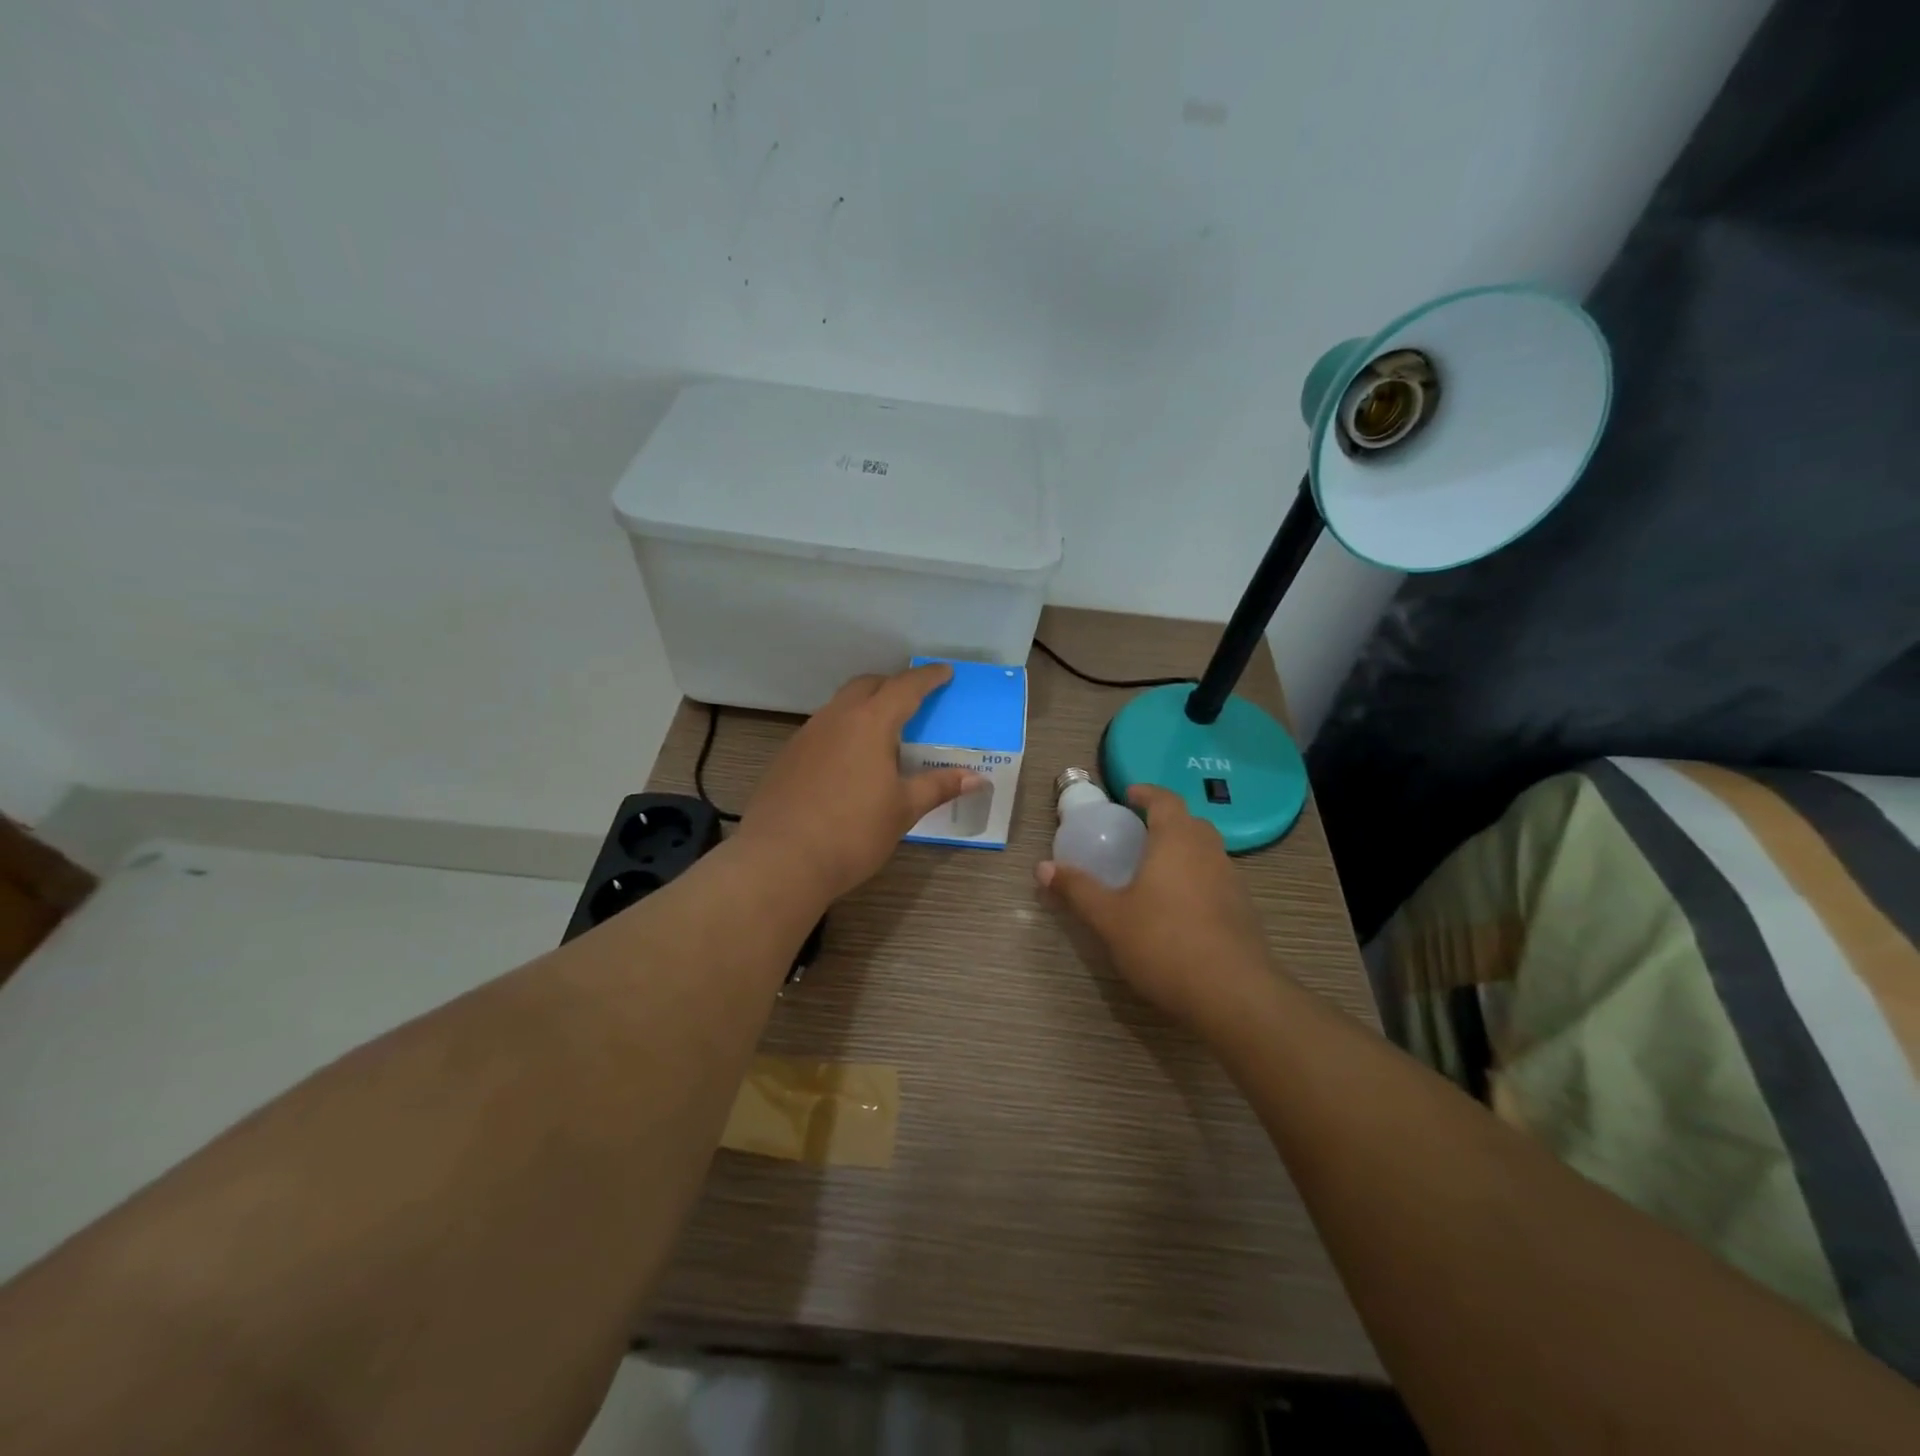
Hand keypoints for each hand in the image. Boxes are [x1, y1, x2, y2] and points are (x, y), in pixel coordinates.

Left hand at [738, 664, 987, 903]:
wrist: (780, 860)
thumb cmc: (852, 832)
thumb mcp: (903, 810)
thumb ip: (937, 786)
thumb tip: (975, 778)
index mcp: (870, 723)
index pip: (905, 688)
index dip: (928, 677)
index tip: (944, 672)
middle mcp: (835, 719)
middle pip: (866, 685)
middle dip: (892, 685)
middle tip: (913, 699)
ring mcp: (806, 736)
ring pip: (839, 706)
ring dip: (863, 707)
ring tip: (882, 732)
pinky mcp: (786, 757)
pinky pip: (821, 730)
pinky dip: (842, 732)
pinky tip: (848, 762)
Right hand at [1038, 784, 1277, 1032]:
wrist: (1233, 995)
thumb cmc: (1164, 943)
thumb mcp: (1110, 918)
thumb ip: (1077, 889)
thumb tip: (1042, 868)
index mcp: (1177, 840)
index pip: (1165, 800)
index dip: (1147, 793)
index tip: (1129, 794)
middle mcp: (1209, 852)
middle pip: (1190, 823)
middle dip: (1166, 821)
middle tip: (1138, 834)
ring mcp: (1233, 881)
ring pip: (1207, 852)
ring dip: (1183, 852)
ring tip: (1155, 872)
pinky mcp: (1245, 911)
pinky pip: (1217, 880)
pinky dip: (1197, 880)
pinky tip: (1179, 909)